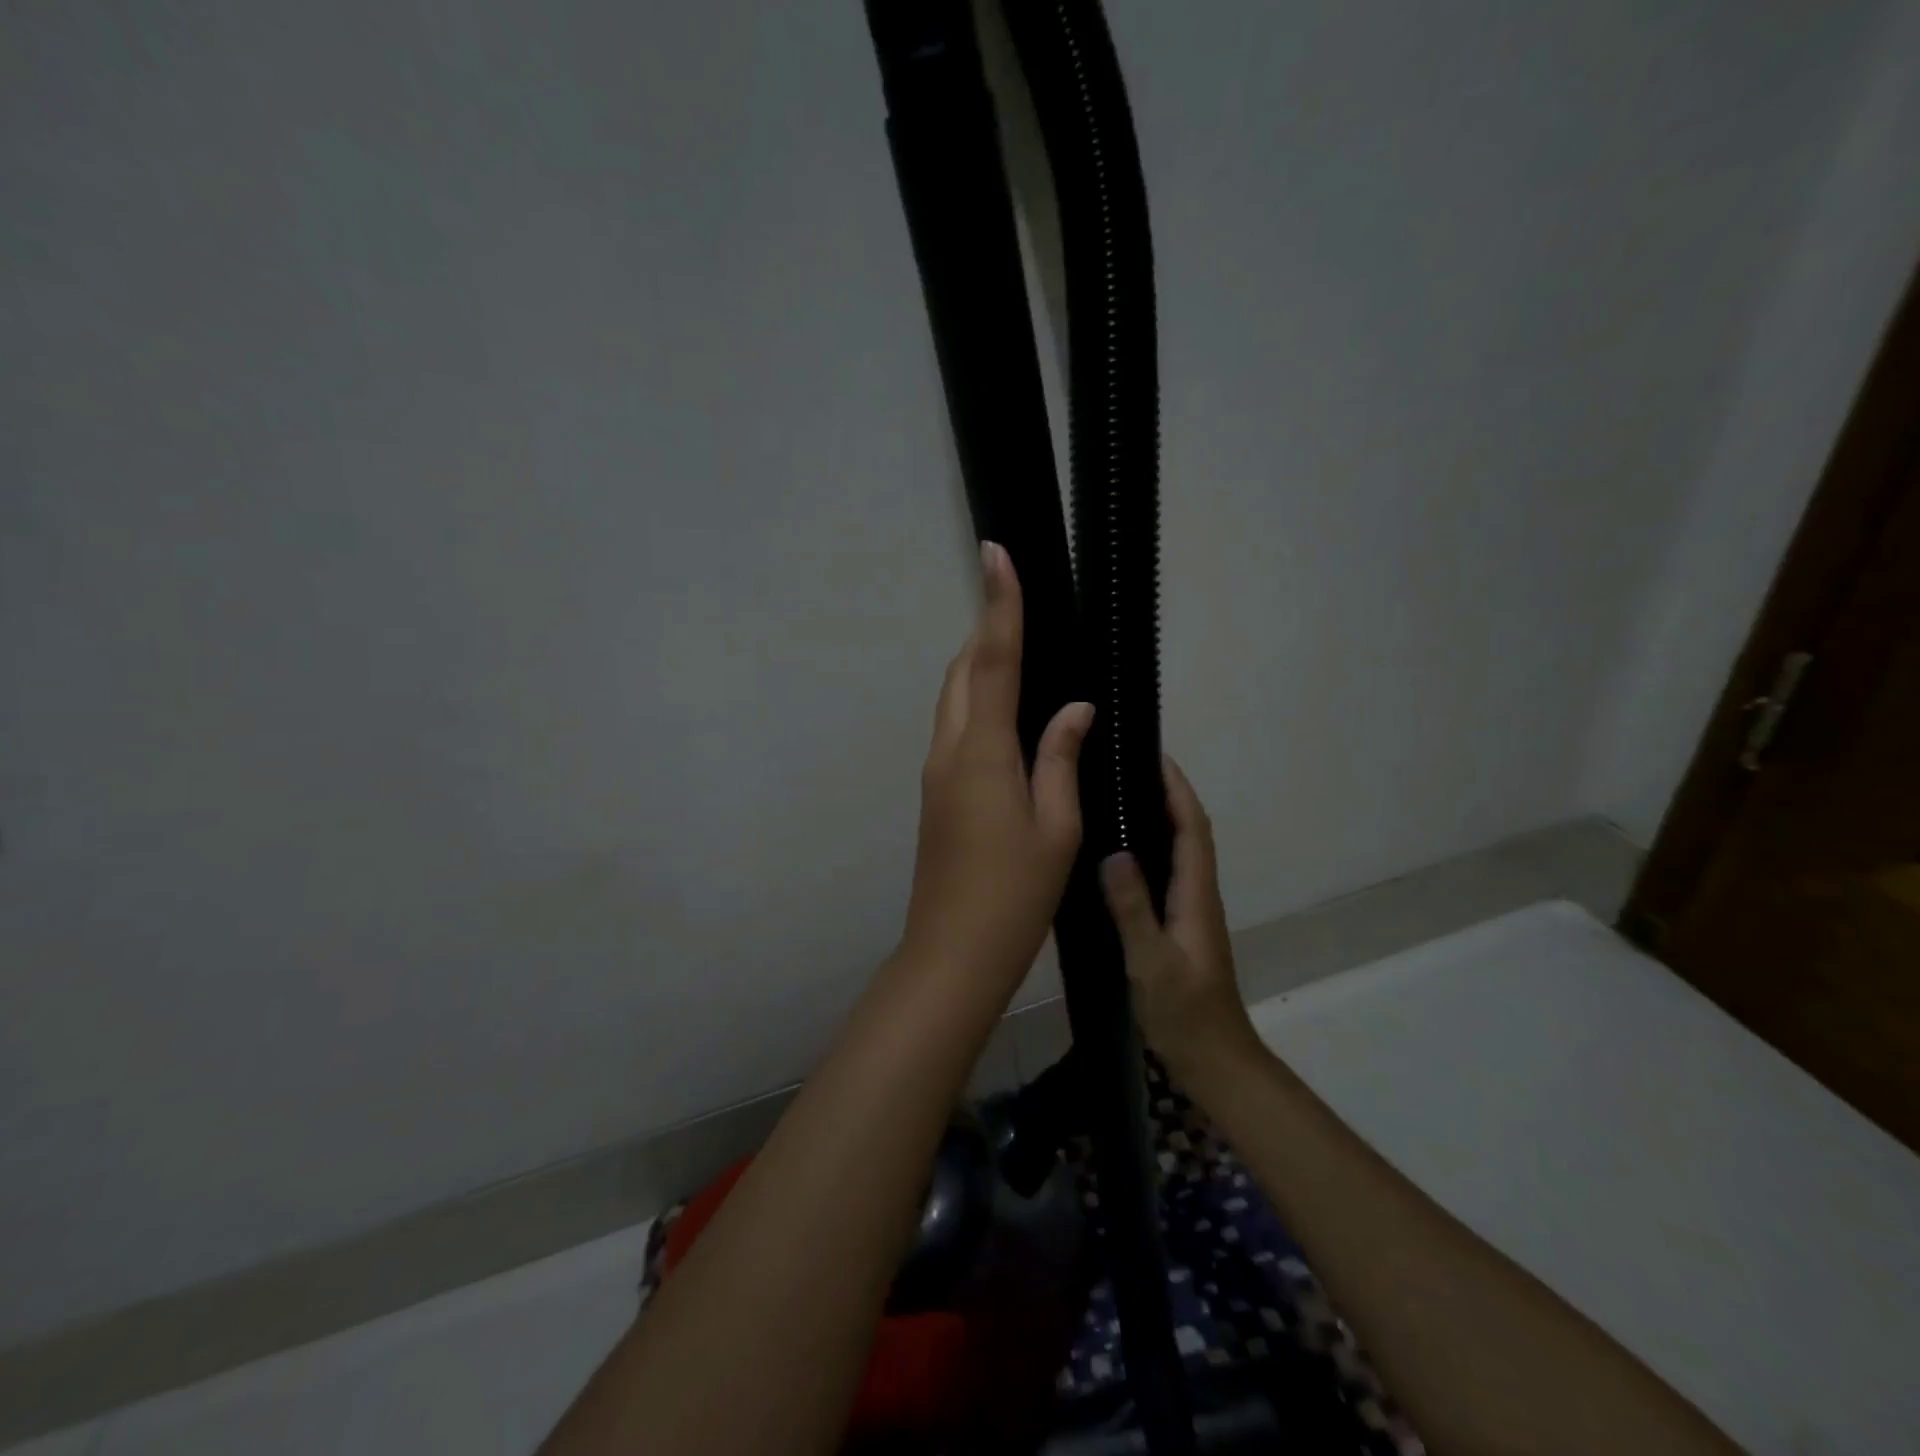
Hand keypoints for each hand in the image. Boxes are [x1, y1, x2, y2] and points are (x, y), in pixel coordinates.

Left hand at [897, 542, 1093, 1004]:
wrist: (952, 951)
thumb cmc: (1015, 894)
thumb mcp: (1057, 826)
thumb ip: (1060, 757)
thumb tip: (1073, 707)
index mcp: (982, 751)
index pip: (991, 660)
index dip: (999, 604)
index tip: (996, 553)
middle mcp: (949, 750)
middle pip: (962, 671)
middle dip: (986, 629)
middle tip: (1017, 601)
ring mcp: (935, 772)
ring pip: (952, 698)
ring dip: (978, 665)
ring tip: (1016, 647)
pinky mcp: (936, 792)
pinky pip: (954, 727)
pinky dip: (976, 701)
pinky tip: (1006, 712)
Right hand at [1099, 757, 1265, 1083]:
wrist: (1216, 1060)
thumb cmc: (1185, 1014)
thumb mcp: (1151, 962)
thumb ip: (1133, 909)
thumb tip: (1114, 852)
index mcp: (1196, 896)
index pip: (1192, 828)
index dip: (1177, 789)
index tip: (1154, 755)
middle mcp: (1198, 895)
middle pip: (1190, 831)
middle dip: (1168, 793)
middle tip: (1129, 766)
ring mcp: (1191, 911)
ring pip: (1180, 850)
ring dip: (1162, 816)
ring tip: (1122, 794)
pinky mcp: (1180, 926)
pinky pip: (1168, 871)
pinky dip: (1152, 847)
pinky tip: (1121, 852)